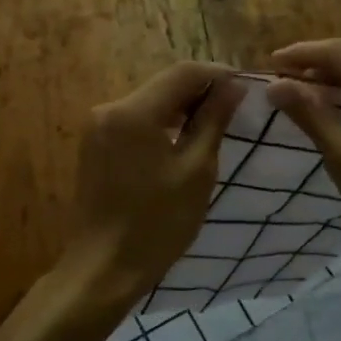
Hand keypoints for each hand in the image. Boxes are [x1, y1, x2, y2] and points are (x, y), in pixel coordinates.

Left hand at [57, 61, 244, 317]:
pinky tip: (182, 140)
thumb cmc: (157, 223)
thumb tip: (233, 85)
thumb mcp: (196, 170)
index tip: (246, 86)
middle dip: (200, 90)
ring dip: (181, 107)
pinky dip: (161, 123)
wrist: (104, 268)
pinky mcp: (94, 144)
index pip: (183, 72)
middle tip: (235, 107)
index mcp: (133, 112)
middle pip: (163, 84)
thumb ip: (213, 121)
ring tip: (214, 124)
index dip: (217, 74)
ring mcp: (97, 127)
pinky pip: (134, 120)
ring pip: (149, 101)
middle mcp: (108, 108)